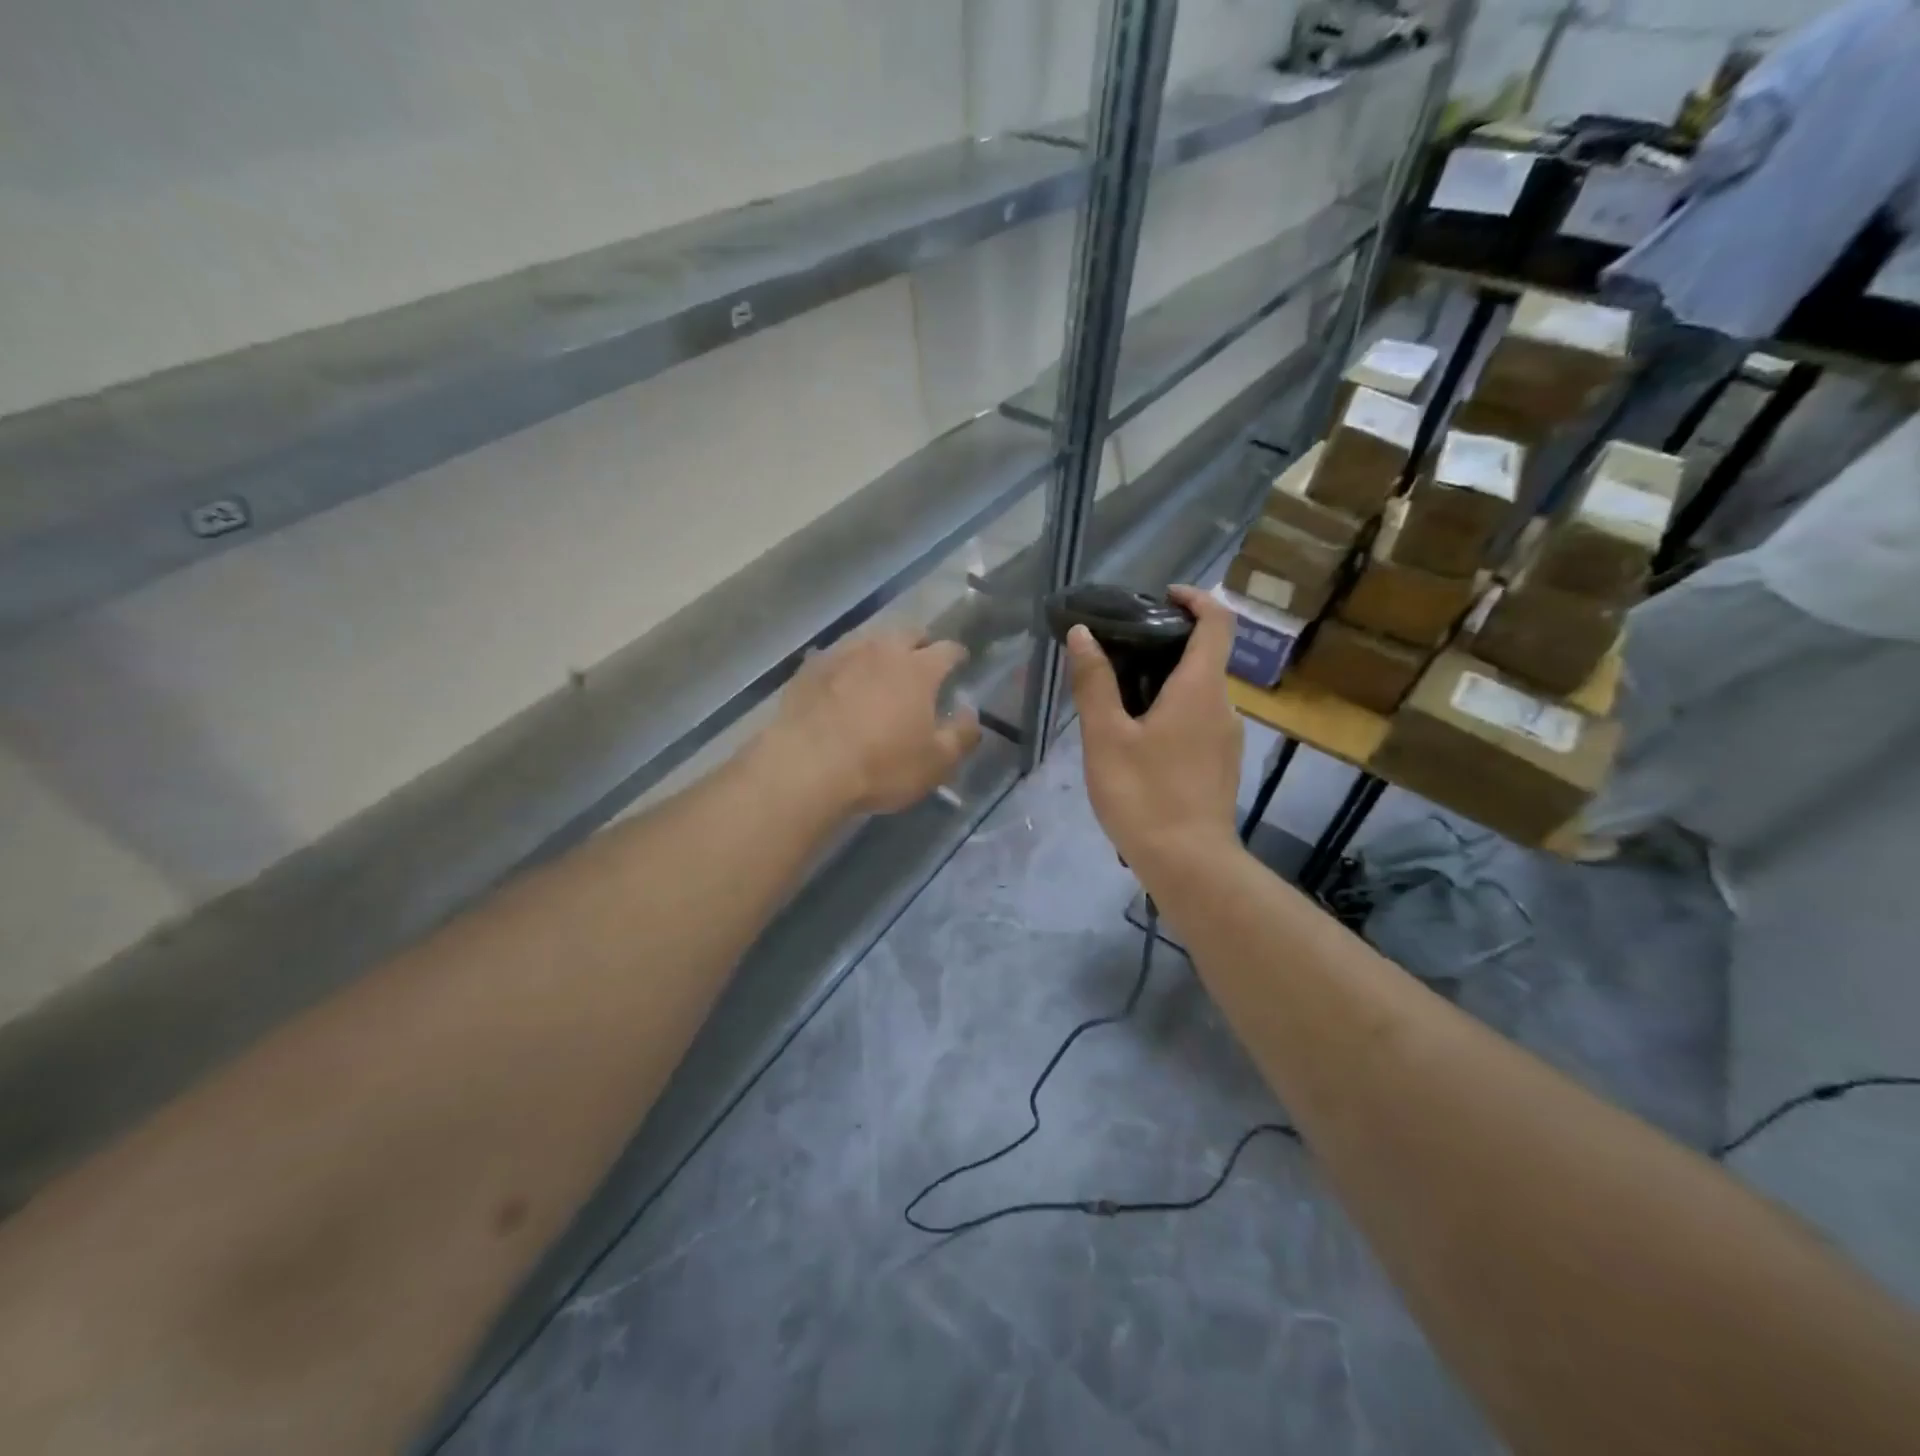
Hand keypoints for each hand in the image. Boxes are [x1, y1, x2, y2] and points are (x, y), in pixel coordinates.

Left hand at [761, 630, 981, 814]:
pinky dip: (845, 665)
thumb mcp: (936, 763)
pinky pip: (834, 656)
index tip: (960, 664)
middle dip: (920, 644)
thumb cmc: (881, 766)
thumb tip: (971, 714)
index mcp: (919, 669)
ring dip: (881, 650)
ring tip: (881, 669)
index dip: (957, 656)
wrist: (806, 767)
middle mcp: (882, 650)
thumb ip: (961, 735)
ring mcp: (842, 654)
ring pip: (870, 639)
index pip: (948, 650)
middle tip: (921, 663)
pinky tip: (841, 681)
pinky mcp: (809, 668)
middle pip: (908, 633)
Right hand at [1067, 585, 1243, 878]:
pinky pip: (1199, 720)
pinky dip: (1173, 710)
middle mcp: (1223, 706)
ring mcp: (1228, 738)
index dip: (1195, 598)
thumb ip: (1094, 683)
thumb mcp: (1106, 736)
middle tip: (1118, 651)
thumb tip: (1084, 635)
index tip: (1161, 596)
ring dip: (1165, 681)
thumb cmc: (1143, 794)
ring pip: (1199, 691)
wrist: (1189, 864)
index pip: (1217, 621)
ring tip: (1118, 697)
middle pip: (1205, 656)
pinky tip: (1138, 738)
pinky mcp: (1222, 765)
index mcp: (1200, 688)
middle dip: (1166, 643)